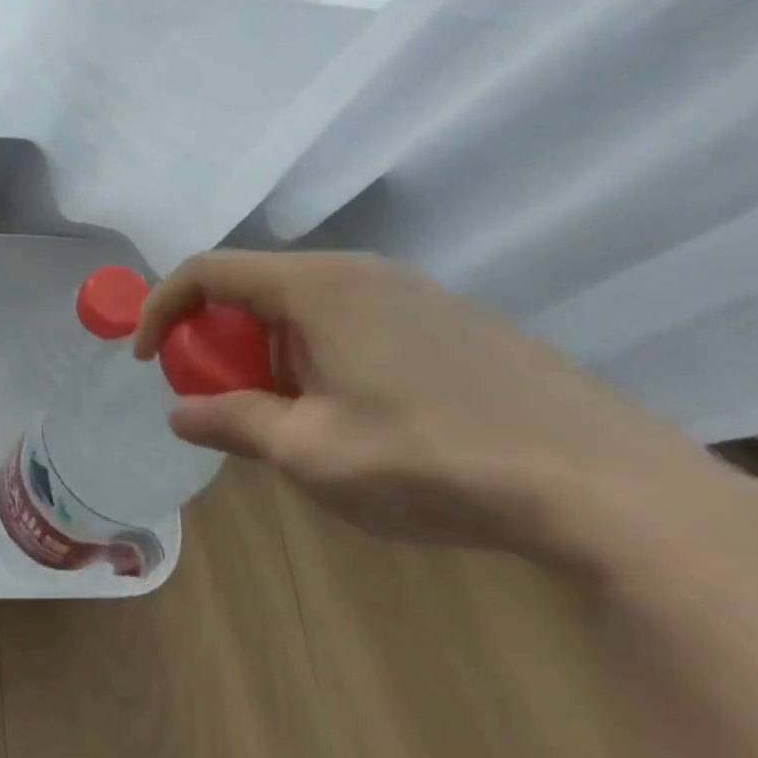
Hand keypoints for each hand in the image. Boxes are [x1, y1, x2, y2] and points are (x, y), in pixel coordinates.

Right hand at [132, 251, 757, 562]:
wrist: (611, 487)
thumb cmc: (434, 460)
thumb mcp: (313, 454)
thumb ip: (234, 423)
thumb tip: (179, 413)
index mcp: (317, 286)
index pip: (207, 271)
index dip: (161, 308)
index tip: (145, 358)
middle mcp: (360, 270)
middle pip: (256, 287)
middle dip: (221, 341)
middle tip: (224, 401)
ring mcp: (413, 290)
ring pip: (307, 305)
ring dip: (274, 352)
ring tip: (296, 419)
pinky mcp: (452, 319)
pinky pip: (355, 319)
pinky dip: (323, 354)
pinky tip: (361, 415)